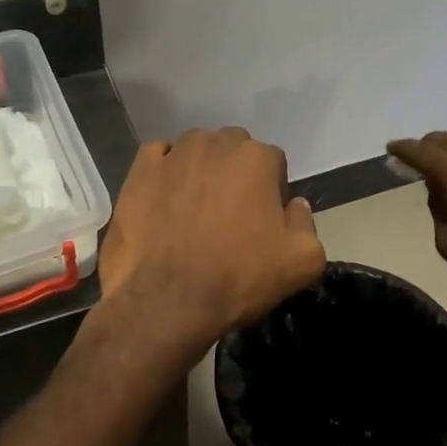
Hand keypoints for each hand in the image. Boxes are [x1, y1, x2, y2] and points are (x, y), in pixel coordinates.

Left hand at [100, 128, 325, 357]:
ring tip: (194, 210)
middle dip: (235, 175)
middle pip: (233, 151)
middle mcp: (215, 144)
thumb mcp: (303, 261)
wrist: (168, 301)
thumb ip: (306, 222)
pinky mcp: (140, 171)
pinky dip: (164, 172)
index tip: (263, 222)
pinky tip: (164, 199)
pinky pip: (157, 157)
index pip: (273, 163)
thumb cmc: (239, 278)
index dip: (271, 193)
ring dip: (200, 170)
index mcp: (257, 158)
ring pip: (195, 151)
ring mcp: (173, 154)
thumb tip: (295, 205)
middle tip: (229, 215)